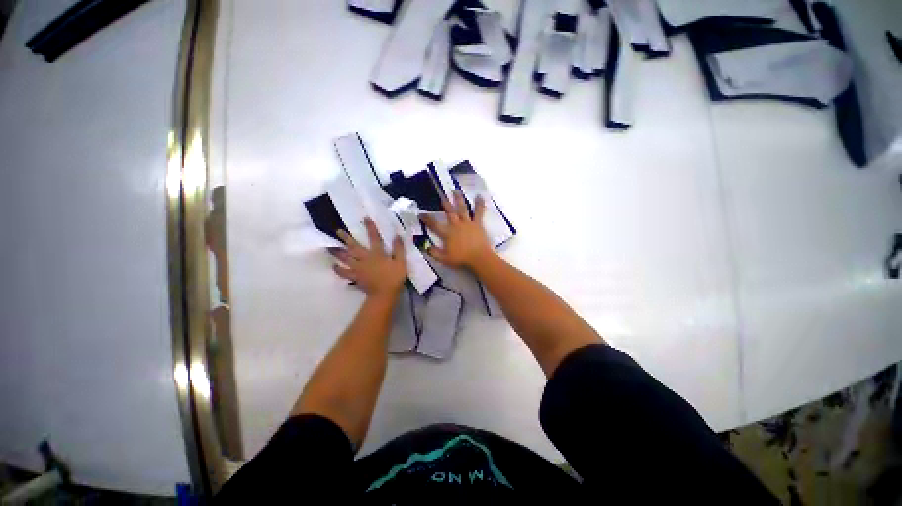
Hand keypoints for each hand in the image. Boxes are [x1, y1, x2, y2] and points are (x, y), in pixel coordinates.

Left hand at [331, 218, 406, 297]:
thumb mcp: (400, 262)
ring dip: (338, 252)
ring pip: (346, 258)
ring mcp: (359, 268)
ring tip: (330, 247)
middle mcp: (365, 258)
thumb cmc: (394, 277)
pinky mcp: (356, 277)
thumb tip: (397, 236)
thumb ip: (398, 249)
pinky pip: (345, 272)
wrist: (384, 294)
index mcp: (377, 253)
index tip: (365, 219)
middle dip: (346, 238)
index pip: (374, 238)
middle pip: (354, 247)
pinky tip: (334, 266)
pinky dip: (339, 269)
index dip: (370, 228)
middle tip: (338, 231)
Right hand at [421, 191, 494, 268]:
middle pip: (449, 212)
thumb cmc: (461, 259)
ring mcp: (467, 223)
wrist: (479, 258)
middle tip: (442, 197)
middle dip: (445, 204)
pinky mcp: (477, 224)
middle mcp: (456, 225)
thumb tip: (424, 246)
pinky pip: (479, 212)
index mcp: (447, 233)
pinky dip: (479, 204)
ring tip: (456, 191)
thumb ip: (433, 252)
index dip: (427, 219)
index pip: (434, 225)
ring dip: (458, 199)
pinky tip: (479, 196)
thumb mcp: (444, 259)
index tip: (421, 213)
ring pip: (462, 208)